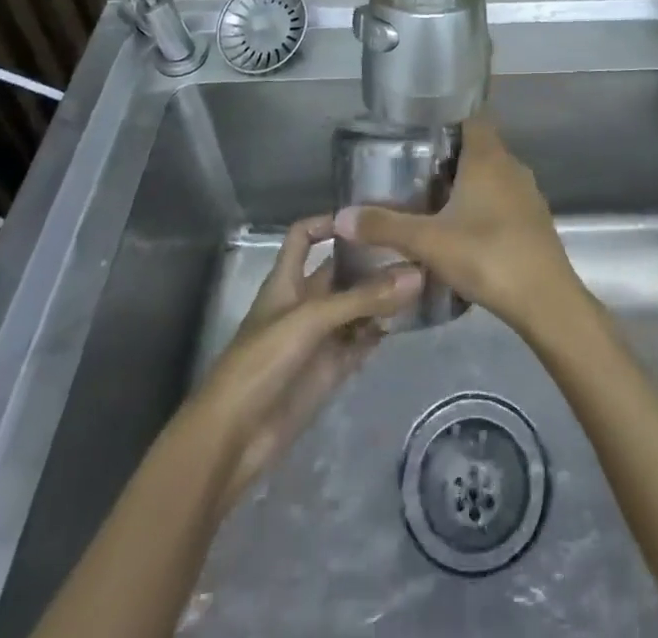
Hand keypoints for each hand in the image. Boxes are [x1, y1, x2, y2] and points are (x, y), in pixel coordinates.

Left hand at [192, 215, 421, 508]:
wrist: (234, 439)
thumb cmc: (262, 362)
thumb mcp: (312, 319)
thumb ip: (363, 298)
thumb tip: (417, 273)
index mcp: (287, 281)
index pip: (304, 236)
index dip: (328, 222)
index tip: (367, 218)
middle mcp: (305, 302)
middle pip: (340, 271)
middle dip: (371, 261)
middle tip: (414, 248)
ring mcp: (319, 337)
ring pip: (356, 306)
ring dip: (382, 297)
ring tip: (423, 281)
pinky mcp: (331, 369)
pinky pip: (362, 342)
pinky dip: (382, 331)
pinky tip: (409, 320)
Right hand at [333, 117, 582, 337]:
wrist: (545, 300)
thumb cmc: (487, 256)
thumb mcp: (429, 242)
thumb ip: (385, 226)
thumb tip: (341, 216)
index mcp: (488, 157)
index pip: (471, 117)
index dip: (447, 118)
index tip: (418, 130)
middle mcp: (511, 165)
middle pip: (479, 145)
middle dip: (449, 154)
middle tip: (414, 168)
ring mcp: (527, 192)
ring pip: (492, 173)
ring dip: (467, 181)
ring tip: (433, 199)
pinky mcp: (534, 218)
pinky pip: (504, 197)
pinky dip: (484, 203)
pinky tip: (464, 228)